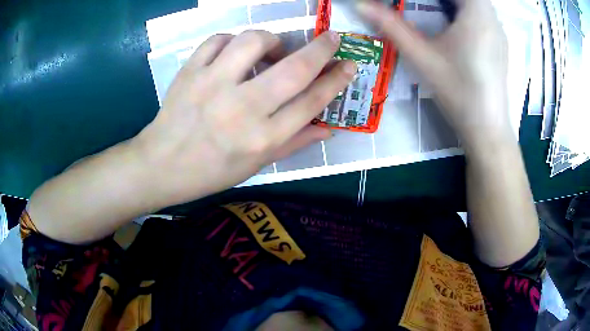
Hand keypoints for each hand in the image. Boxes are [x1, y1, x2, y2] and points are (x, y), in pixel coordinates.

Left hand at [133, 31, 355, 206]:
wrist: (161, 165)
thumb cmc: (211, 171)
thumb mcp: (256, 165)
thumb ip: (293, 143)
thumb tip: (327, 128)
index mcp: (261, 138)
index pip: (311, 102)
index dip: (335, 80)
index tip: (348, 65)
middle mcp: (241, 109)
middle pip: (293, 69)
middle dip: (321, 49)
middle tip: (332, 38)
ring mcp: (212, 85)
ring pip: (253, 42)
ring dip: (271, 39)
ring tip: (271, 49)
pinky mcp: (190, 72)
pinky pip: (218, 40)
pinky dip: (232, 40)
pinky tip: (234, 52)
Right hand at [357, 0, 511, 149]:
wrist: (487, 129)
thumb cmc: (458, 92)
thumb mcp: (422, 57)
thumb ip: (391, 26)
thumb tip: (360, 5)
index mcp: (476, 11)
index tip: (414, 1)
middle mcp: (492, 16)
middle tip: (421, 5)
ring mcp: (499, 31)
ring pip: (474, 2)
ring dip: (452, 3)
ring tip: (434, 13)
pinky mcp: (500, 43)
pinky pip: (482, 14)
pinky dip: (465, 11)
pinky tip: (455, 27)